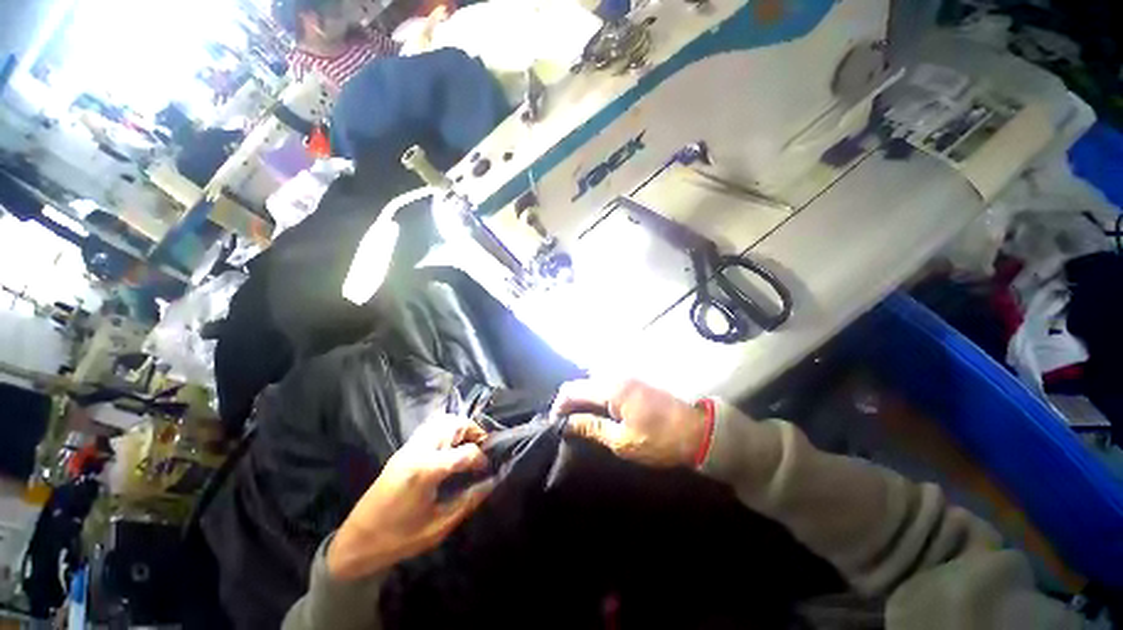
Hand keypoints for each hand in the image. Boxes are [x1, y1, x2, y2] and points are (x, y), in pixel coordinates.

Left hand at [327, 415, 493, 580]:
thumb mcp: (438, 527)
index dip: (481, 459)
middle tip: (481, 448)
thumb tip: (491, 483)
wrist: (355, 543)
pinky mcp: (402, 450)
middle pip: (454, 423)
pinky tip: (449, 448)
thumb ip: (468, 502)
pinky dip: (446, 430)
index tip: (487, 470)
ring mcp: (408, 448)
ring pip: (441, 421)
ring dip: (459, 427)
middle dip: (473, 431)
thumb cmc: (398, 540)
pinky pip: (430, 428)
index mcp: (427, 470)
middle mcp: (418, 451)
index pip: (466, 452)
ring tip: (467, 445)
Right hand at [551, 380, 708, 467]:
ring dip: (583, 399)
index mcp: (611, 388)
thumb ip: (592, 428)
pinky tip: (598, 413)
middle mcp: (615, 375)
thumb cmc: (660, 439)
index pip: (572, 390)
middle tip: (567, 425)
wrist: (697, 430)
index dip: (559, 406)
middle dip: (570, 403)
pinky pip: (605, 385)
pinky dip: (596, 397)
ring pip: (592, 383)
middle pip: (581, 384)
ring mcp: (625, 376)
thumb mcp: (622, 441)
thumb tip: (567, 424)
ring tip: (580, 421)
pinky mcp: (634, 381)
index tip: (555, 425)